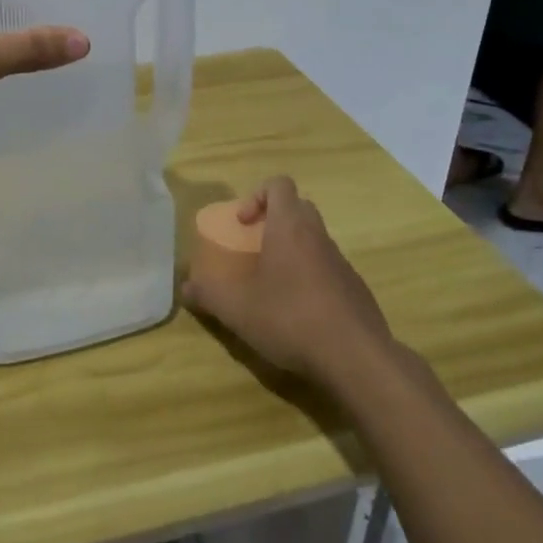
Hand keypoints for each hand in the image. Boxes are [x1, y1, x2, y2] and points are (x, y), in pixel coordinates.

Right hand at [182, 177, 396, 385]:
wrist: (357, 358)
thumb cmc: (290, 319)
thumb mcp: (236, 308)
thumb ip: (207, 293)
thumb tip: (185, 286)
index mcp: (290, 227)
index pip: (279, 185)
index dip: (257, 196)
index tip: (243, 225)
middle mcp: (319, 237)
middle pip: (298, 208)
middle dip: (274, 221)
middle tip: (254, 249)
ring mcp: (342, 263)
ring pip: (314, 240)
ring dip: (292, 252)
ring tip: (272, 286)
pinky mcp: (355, 290)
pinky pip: (328, 269)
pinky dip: (310, 279)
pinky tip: (297, 314)